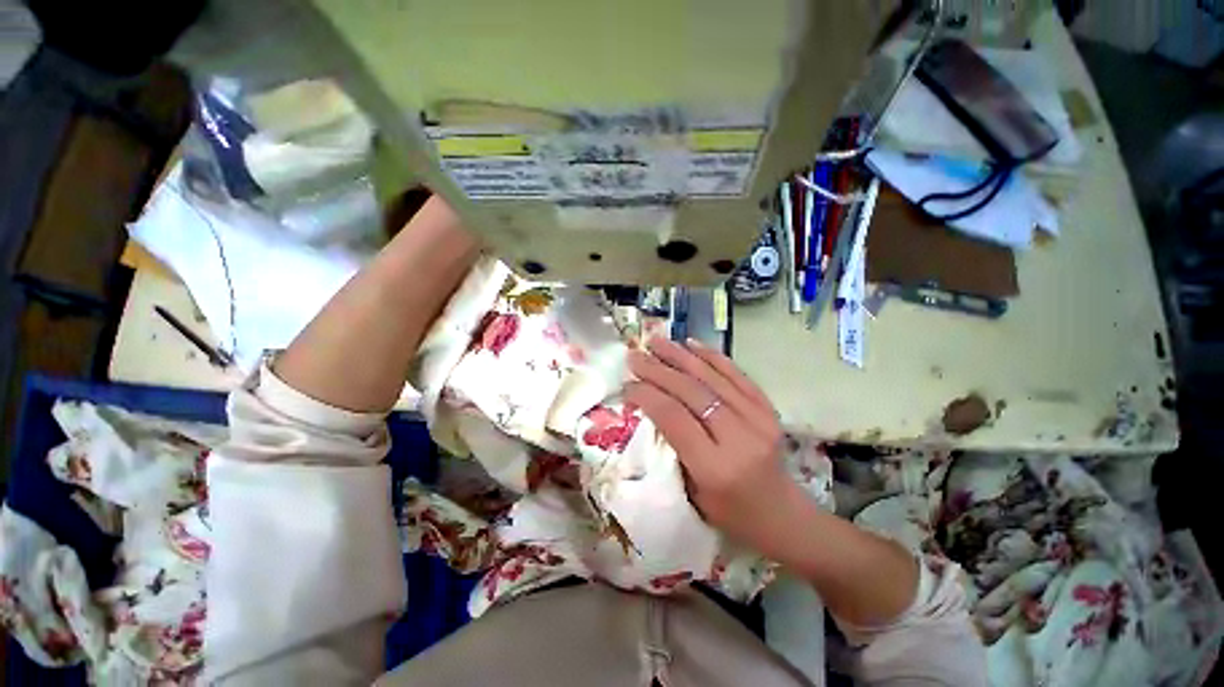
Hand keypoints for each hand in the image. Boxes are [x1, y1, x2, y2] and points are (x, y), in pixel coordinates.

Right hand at [625, 338, 812, 559]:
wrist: (783, 515)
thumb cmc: (731, 513)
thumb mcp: (691, 493)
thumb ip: (672, 448)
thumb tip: (648, 407)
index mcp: (716, 467)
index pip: (674, 417)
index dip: (647, 395)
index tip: (628, 383)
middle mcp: (739, 437)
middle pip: (691, 392)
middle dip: (658, 370)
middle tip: (635, 356)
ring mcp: (759, 418)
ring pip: (712, 377)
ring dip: (680, 356)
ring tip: (656, 341)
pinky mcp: (768, 408)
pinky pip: (736, 374)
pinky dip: (711, 356)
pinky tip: (691, 344)